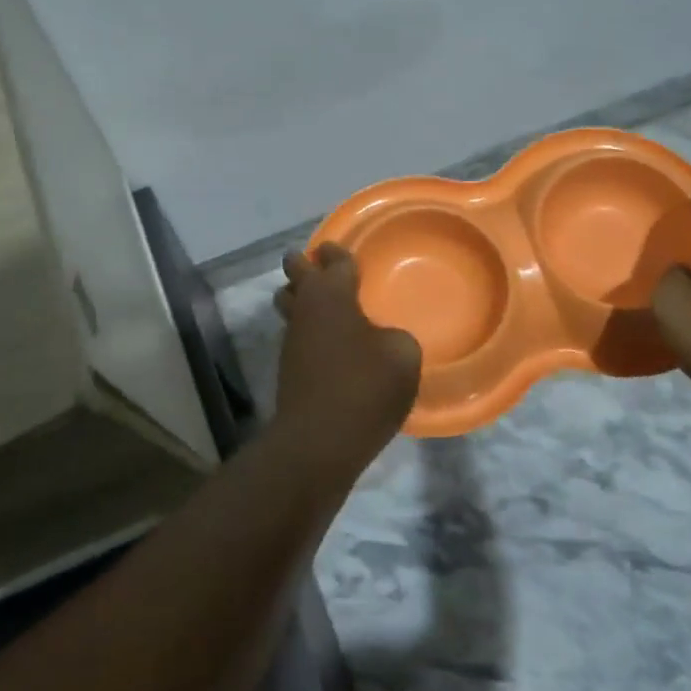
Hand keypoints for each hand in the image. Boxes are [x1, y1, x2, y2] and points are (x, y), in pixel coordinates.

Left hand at [272, 244, 421, 477]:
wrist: (318, 441)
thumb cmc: (364, 387)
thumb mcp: (402, 355)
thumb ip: (395, 338)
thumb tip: (381, 341)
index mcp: (332, 294)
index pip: (333, 262)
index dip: (336, 253)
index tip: (333, 248)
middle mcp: (306, 309)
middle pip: (296, 275)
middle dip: (303, 264)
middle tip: (315, 261)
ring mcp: (292, 339)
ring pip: (290, 304)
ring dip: (300, 297)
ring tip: (319, 299)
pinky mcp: (288, 368)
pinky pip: (297, 334)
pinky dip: (308, 329)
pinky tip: (327, 341)